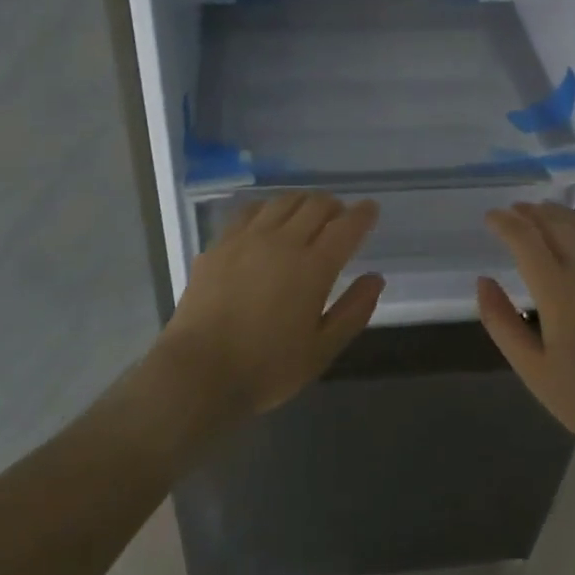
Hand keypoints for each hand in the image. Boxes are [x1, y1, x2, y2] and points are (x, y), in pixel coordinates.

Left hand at [155, 193, 382, 424]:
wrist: (199, 372)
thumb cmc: (266, 368)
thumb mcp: (321, 350)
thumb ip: (353, 311)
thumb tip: (375, 278)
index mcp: (313, 267)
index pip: (346, 227)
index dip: (362, 214)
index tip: (370, 209)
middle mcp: (282, 242)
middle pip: (315, 205)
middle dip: (333, 206)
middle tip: (339, 217)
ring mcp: (246, 239)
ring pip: (282, 201)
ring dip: (302, 202)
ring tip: (306, 215)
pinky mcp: (219, 244)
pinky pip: (249, 211)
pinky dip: (268, 209)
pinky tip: (267, 220)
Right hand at [478, 202, 574, 471]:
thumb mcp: (530, 368)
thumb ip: (500, 320)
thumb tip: (483, 280)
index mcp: (559, 293)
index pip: (526, 239)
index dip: (505, 223)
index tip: (489, 217)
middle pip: (554, 223)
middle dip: (529, 212)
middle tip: (509, 212)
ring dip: (555, 213)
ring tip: (536, 213)